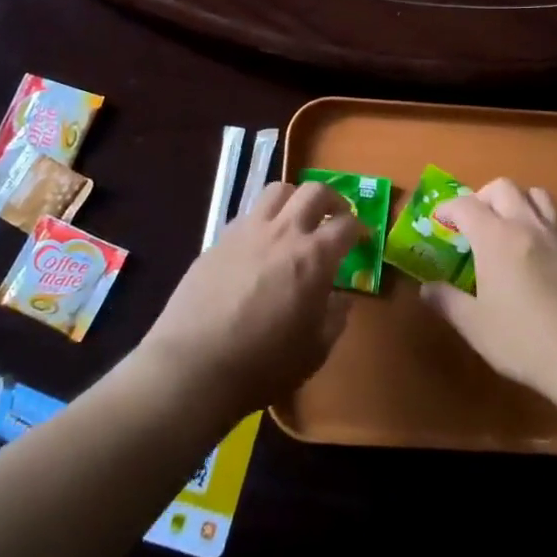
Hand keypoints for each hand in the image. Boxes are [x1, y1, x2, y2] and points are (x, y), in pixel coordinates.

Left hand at [137, 181, 363, 418]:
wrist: (194, 365)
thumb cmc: (264, 363)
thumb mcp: (315, 350)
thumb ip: (335, 318)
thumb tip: (341, 298)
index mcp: (313, 257)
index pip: (346, 225)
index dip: (359, 228)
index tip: (361, 238)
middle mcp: (283, 232)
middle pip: (314, 191)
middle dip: (332, 199)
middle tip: (335, 216)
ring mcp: (247, 231)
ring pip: (277, 191)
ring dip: (294, 199)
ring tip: (296, 219)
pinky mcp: (218, 240)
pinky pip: (247, 215)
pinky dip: (262, 220)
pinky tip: (259, 245)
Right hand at [421, 178, 556, 397]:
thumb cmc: (527, 340)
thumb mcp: (477, 327)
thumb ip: (448, 302)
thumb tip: (427, 289)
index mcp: (496, 237)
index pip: (466, 205)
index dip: (449, 208)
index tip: (440, 220)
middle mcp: (529, 225)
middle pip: (504, 187)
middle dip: (484, 197)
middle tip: (475, 221)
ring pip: (538, 196)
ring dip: (519, 202)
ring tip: (511, 227)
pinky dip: (544, 228)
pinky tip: (543, 258)